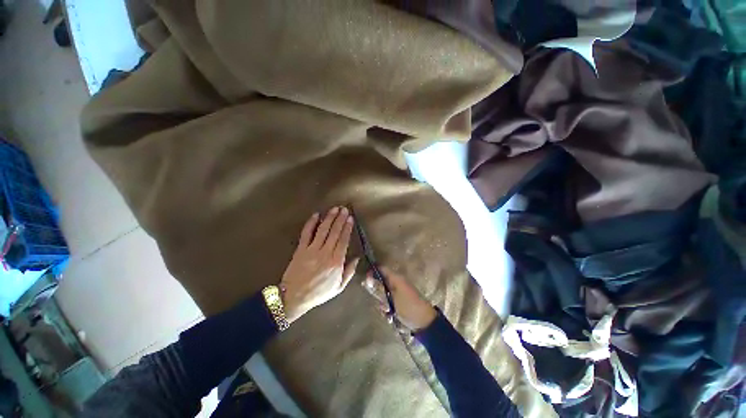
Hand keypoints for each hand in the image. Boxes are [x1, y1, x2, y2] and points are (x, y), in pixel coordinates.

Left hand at [280, 207, 358, 322]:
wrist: (294, 297)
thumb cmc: (319, 292)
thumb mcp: (339, 287)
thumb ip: (349, 272)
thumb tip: (357, 258)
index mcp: (336, 262)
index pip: (344, 240)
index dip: (347, 228)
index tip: (351, 218)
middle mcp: (325, 253)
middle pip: (335, 232)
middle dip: (340, 219)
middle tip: (344, 209)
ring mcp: (312, 250)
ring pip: (323, 230)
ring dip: (329, 218)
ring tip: (334, 209)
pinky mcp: (301, 249)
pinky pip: (306, 233)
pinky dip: (311, 223)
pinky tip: (316, 215)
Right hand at [362, 267, 436, 330]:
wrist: (424, 322)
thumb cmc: (408, 306)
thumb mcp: (392, 297)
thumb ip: (379, 289)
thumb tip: (368, 279)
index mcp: (396, 278)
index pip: (382, 269)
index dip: (373, 272)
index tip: (365, 279)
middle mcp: (397, 283)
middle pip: (381, 283)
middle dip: (378, 293)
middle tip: (381, 302)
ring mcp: (398, 294)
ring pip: (383, 295)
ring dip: (383, 303)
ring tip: (388, 311)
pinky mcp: (399, 303)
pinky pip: (388, 303)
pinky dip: (388, 309)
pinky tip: (390, 316)